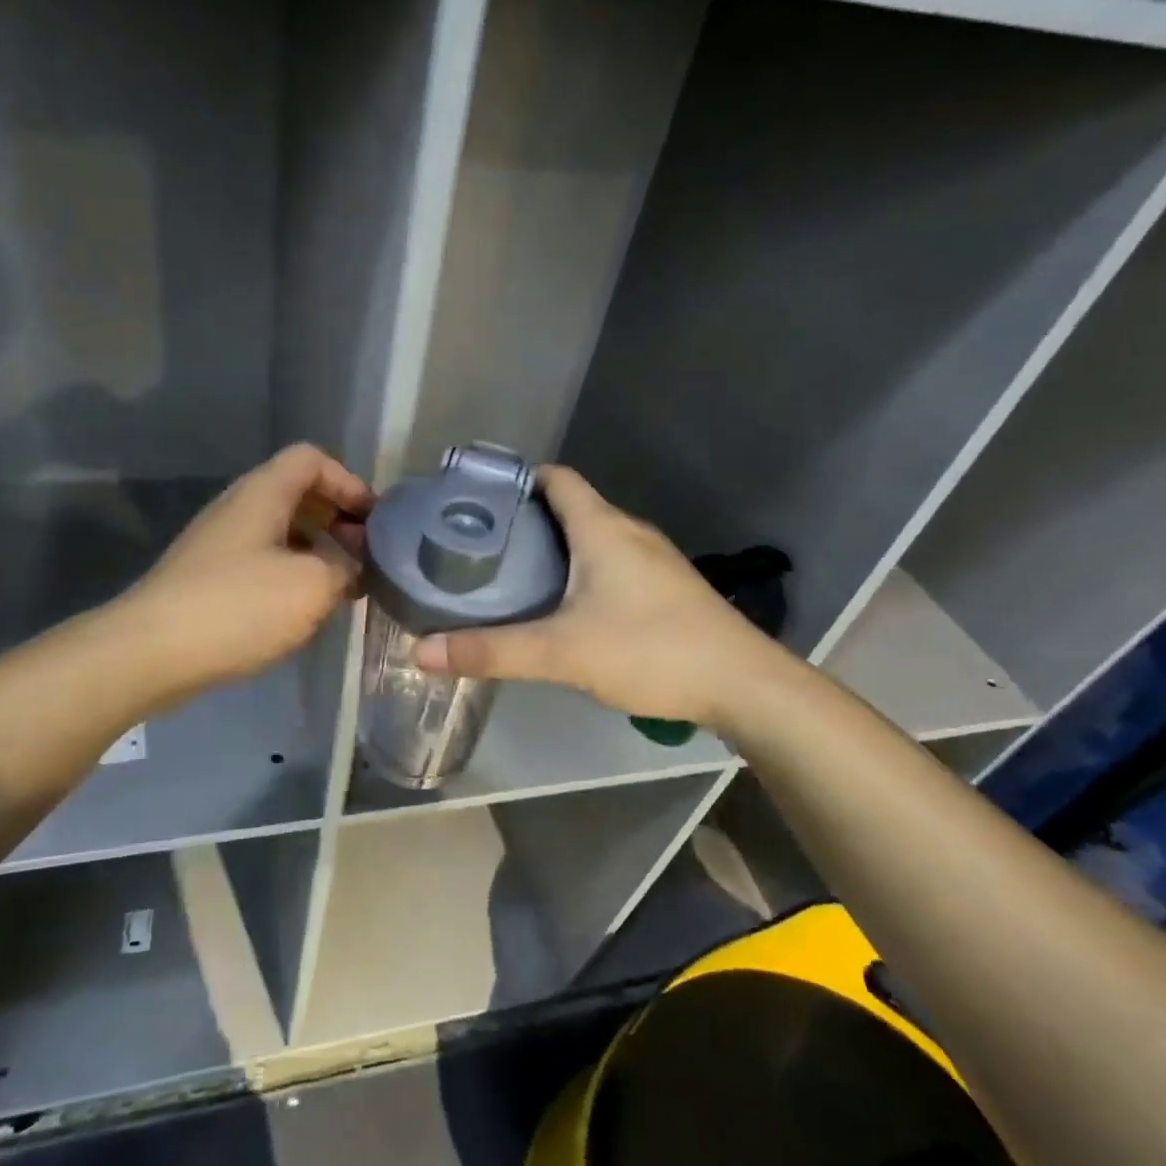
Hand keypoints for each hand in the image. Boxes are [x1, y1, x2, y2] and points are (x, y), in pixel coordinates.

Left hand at [116, 444, 372, 700]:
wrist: (150, 652)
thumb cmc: (238, 606)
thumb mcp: (312, 586)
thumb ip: (345, 568)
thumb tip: (351, 567)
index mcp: (263, 493)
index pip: (311, 459)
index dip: (348, 481)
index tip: (372, 521)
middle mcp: (238, 508)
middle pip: (297, 493)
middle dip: (337, 520)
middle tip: (364, 556)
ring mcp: (219, 543)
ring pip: (280, 531)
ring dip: (316, 551)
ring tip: (342, 586)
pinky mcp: (208, 578)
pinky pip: (262, 561)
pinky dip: (291, 574)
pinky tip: (304, 609)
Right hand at [412, 466, 795, 730]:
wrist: (744, 686)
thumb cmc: (651, 649)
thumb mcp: (562, 652)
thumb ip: (491, 651)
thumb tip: (421, 650)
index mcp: (602, 527)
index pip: (555, 478)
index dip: (515, 481)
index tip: (476, 501)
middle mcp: (628, 531)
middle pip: (569, 507)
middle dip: (524, 521)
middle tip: (478, 546)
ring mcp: (652, 560)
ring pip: (590, 538)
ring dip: (553, 549)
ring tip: (509, 575)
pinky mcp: (665, 588)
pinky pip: (611, 563)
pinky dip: (579, 572)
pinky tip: (562, 607)